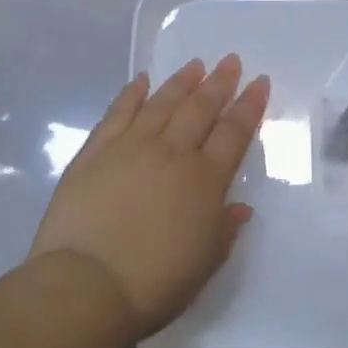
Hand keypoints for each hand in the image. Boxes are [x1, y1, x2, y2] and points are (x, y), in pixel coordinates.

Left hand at [30, 56, 270, 339]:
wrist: (88, 285)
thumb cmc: (156, 282)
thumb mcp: (206, 262)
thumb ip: (225, 228)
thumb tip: (239, 207)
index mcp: (204, 180)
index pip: (233, 133)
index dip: (249, 106)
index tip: (259, 82)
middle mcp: (171, 153)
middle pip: (200, 109)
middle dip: (219, 83)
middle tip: (231, 61)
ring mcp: (130, 148)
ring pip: (161, 104)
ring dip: (181, 82)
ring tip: (195, 64)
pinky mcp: (94, 153)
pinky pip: (117, 113)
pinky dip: (131, 94)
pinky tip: (141, 80)